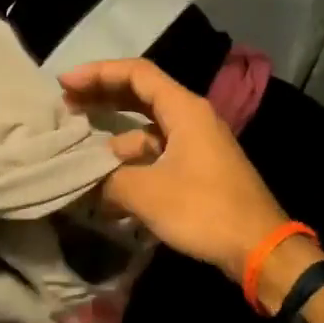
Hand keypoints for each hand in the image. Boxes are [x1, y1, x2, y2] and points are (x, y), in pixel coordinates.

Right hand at [61, 57, 290, 281]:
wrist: (260, 249)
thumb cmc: (204, 209)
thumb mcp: (146, 192)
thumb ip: (107, 180)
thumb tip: (84, 182)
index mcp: (184, 109)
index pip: (136, 73)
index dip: (97, 73)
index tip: (64, 83)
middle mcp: (191, 119)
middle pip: (139, 96)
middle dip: (102, 99)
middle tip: (66, 106)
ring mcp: (196, 146)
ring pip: (146, 132)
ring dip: (113, 141)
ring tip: (79, 159)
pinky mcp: (197, 171)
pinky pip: (156, 158)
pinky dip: (130, 167)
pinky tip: (106, 192)